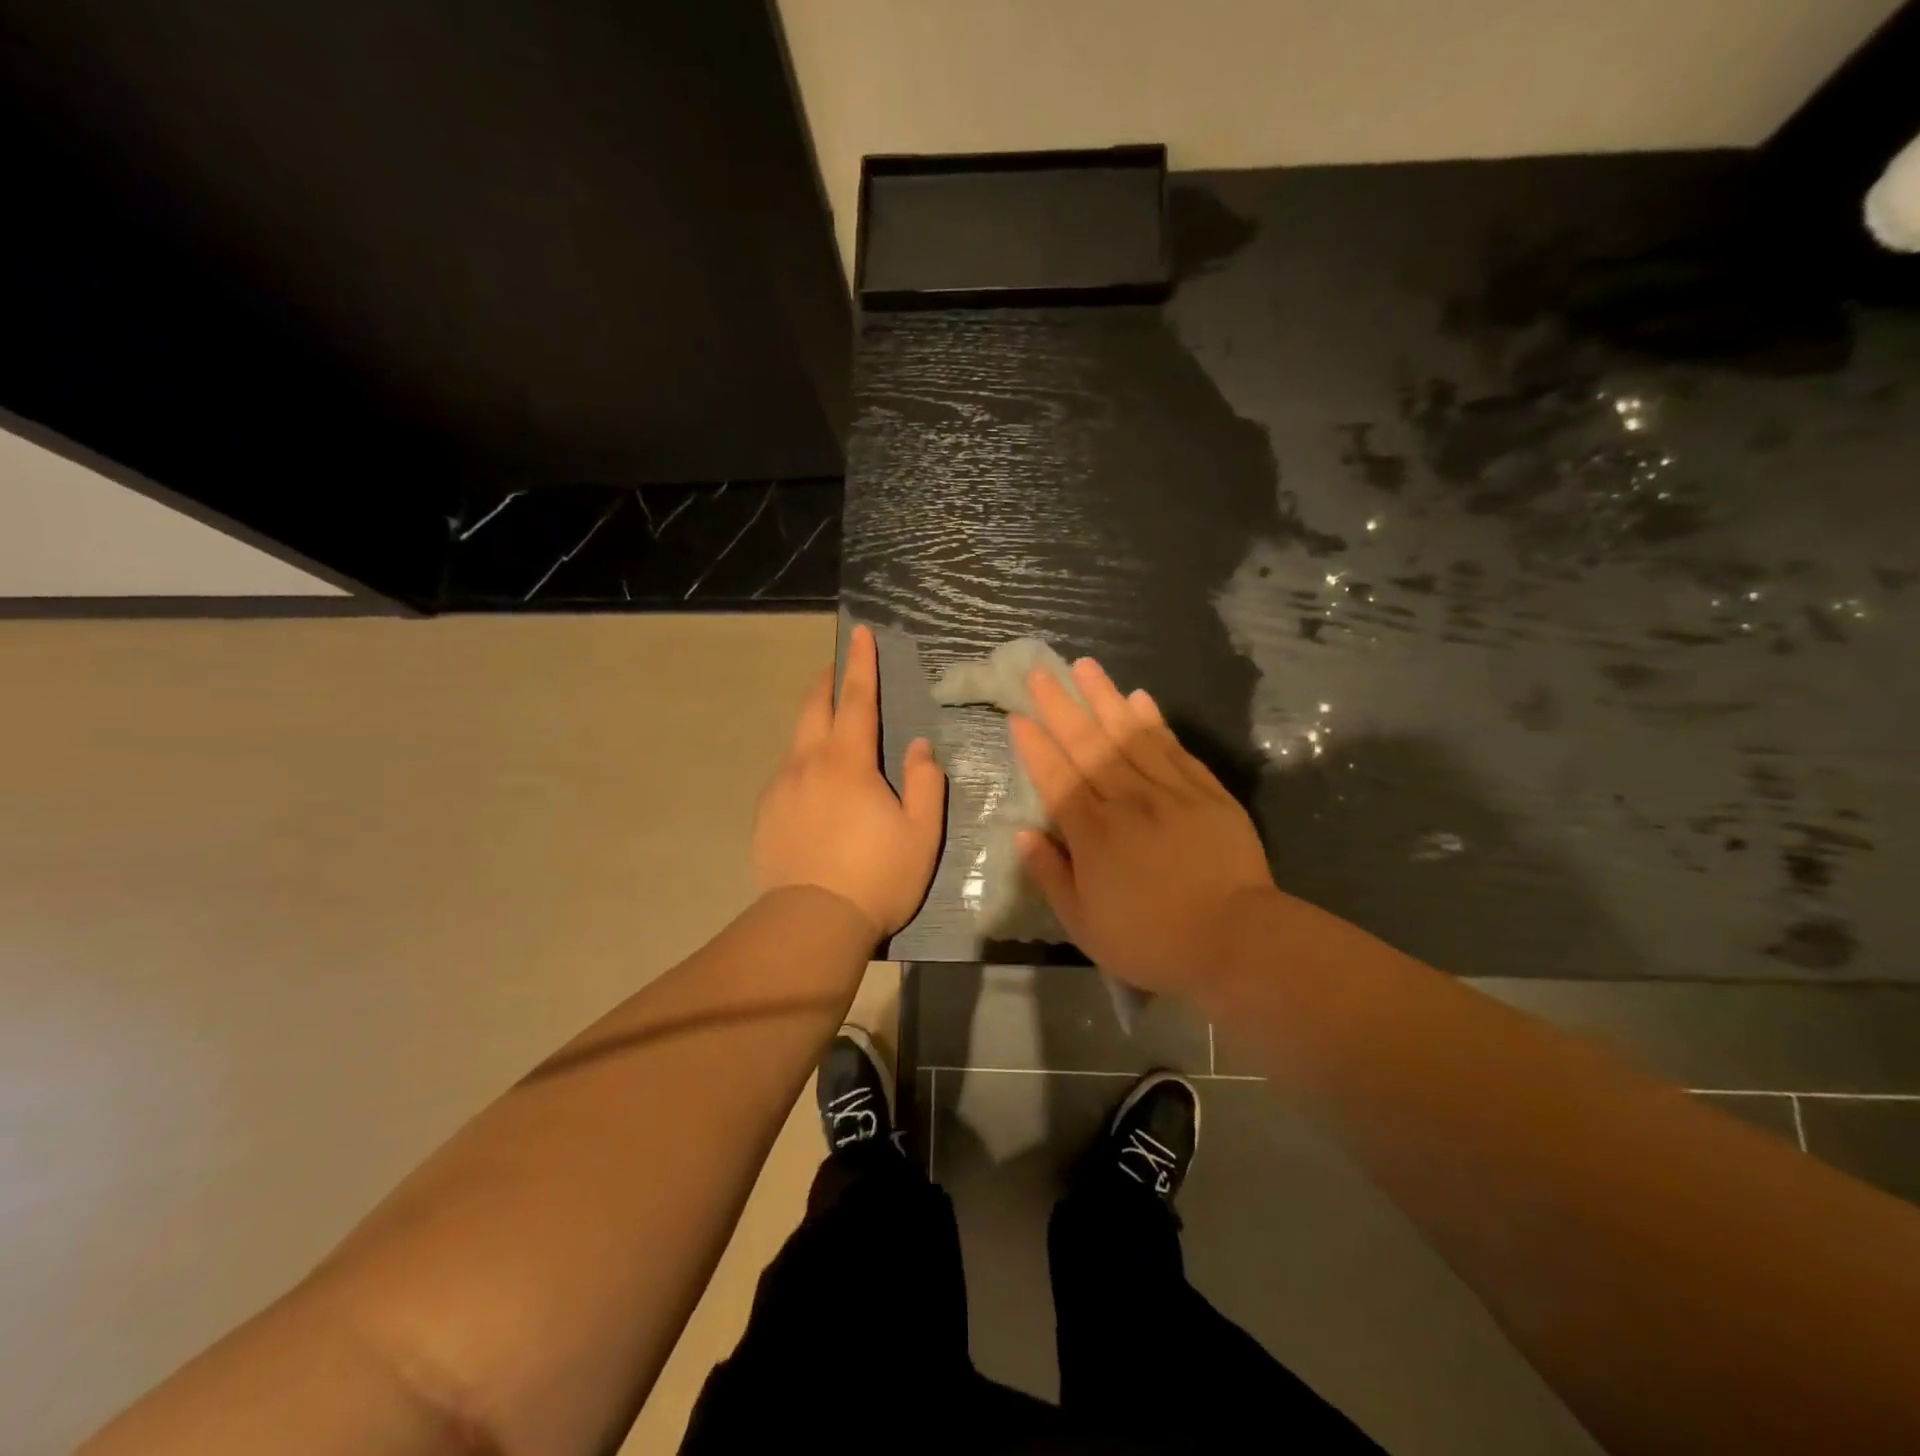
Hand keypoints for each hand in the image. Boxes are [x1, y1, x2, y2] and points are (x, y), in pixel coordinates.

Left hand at [753, 624, 946, 937]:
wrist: (811, 923)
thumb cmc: (877, 876)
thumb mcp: (920, 832)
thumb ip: (924, 782)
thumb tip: (919, 747)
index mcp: (848, 762)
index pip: (857, 699)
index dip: (860, 664)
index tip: (859, 632)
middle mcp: (808, 764)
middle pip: (814, 708)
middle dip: (827, 681)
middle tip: (837, 667)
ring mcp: (781, 788)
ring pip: (797, 740)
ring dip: (814, 723)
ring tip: (830, 727)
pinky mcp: (766, 814)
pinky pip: (787, 774)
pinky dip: (803, 762)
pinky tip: (814, 784)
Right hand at [1010, 658, 1274, 995]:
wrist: (1236, 941)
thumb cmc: (1152, 939)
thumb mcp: (1085, 925)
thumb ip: (1051, 875)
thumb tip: (1023, 834)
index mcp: (1093, 833)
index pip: (1056, 778)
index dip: (1034, 746)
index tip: (1018, 716)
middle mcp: (1126, 800)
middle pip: (1088, 744)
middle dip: (1061, 705)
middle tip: (1041, 672)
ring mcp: (1169, 791)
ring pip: (1129, 734)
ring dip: (1104, 697)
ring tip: (1085, 666)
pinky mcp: (1206, 792)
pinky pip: (1173, 747)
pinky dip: (1153, 721)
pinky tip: (1139, 698)